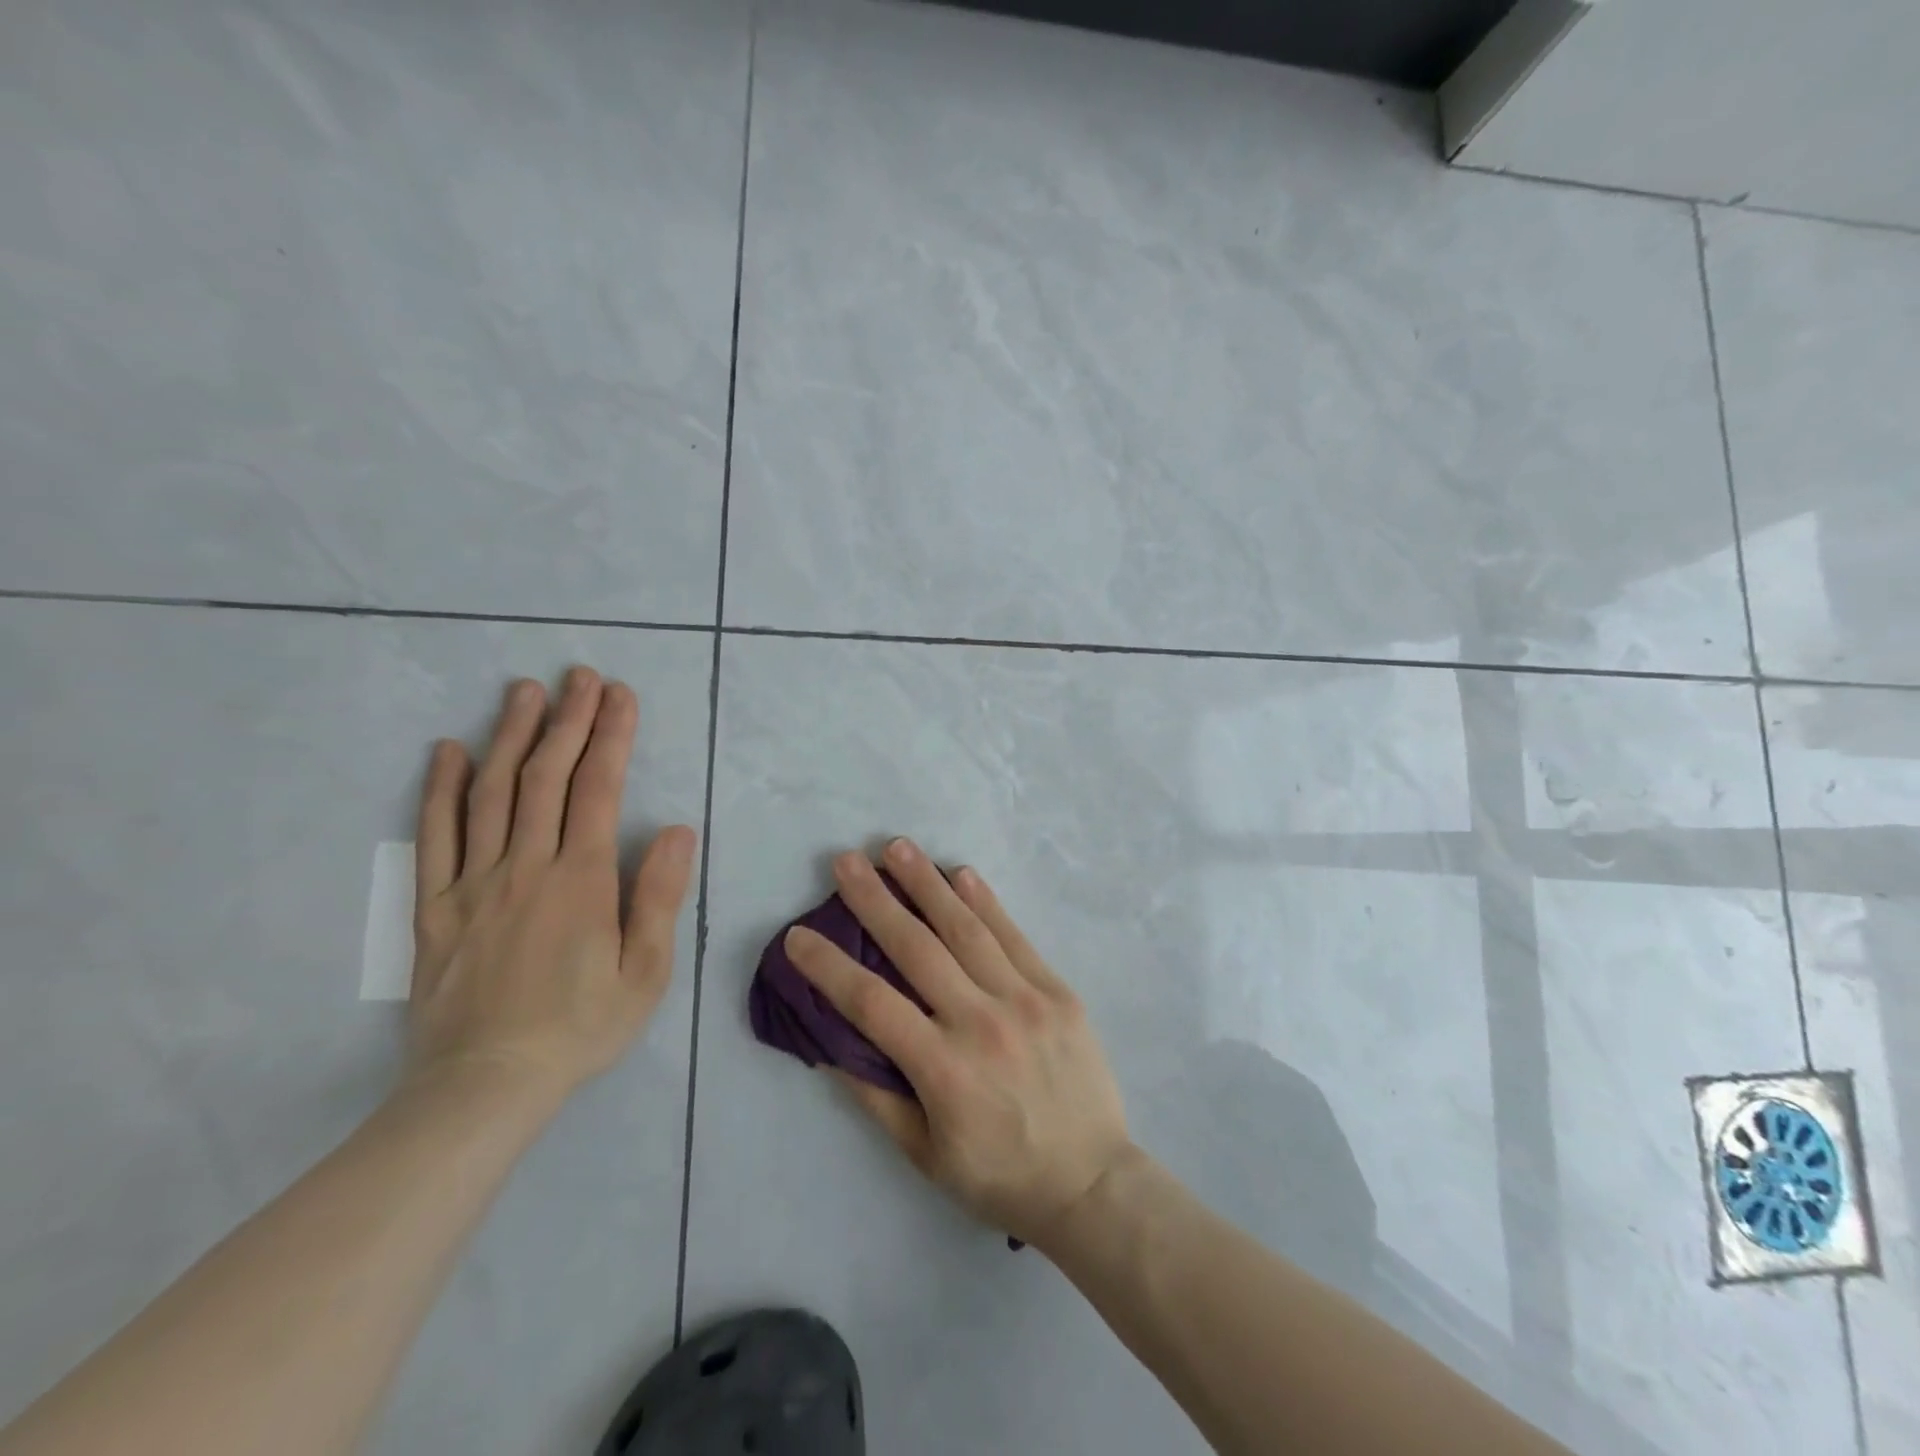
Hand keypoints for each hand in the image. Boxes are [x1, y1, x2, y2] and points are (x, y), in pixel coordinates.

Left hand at [406, 668, 696, 1106]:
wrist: (485, 1086)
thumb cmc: (581, 1028)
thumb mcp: (646, 971)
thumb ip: (658, 895)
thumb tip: (675, 829)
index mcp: (580, 880)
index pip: (598, 790)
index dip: (612, 737)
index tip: (620, 696)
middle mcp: (525, 867)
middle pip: (545, 777)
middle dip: (567, 720)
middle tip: (579, 676)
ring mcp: (473, 883)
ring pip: (491, 794)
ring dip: (510, 736)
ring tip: (524, 692)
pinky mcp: (435, 907)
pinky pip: (434, 837)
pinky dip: (441, 789)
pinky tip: (448, 751)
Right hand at [785, 838, 1131, 1251]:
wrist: (1091, 1182)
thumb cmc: (1000, 1176)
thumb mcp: (925, 1155)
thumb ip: (877, 1098)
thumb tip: (832, 1045)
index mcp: (942, 1070)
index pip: (871, 1004)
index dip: (828, 967)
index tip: (798, 936)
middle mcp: (980, 1023)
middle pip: (915, 949)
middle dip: (875, 900)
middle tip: (846, 861)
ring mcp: (1023, 1000)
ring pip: (965, 930)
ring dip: (927, 884)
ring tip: (897, 847)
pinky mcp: (1056, 991)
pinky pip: (1014, 937)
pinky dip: (986, 901)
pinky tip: (960, 873)